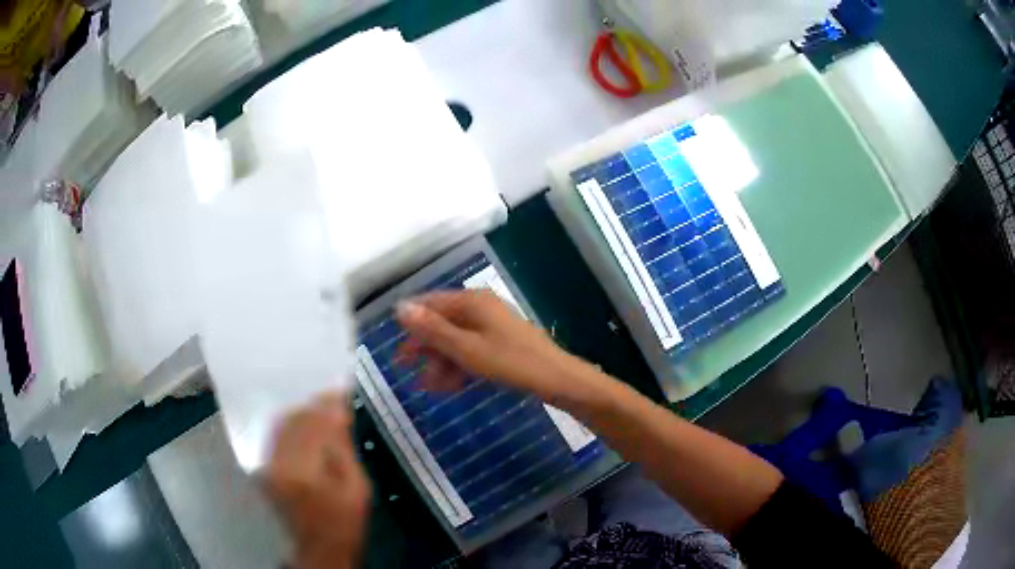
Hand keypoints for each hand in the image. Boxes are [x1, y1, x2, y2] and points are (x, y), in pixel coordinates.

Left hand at [266, 395, 370, 568]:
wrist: (319, 547)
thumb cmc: (345, 522)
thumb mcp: (358, 487)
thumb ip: (343, 447)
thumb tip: (339, 411)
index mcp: (304, 471)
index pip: (312, 424)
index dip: (327, 404)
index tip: (341, 390)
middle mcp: (278, 463)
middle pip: (293, 419)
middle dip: (314, 405)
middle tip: (333, 396)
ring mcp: (268, 464)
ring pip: (282, 423)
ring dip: (301, 412)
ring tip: (321, 408)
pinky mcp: (264, 467)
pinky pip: (276, 435)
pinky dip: (291, 424)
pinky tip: (305, 423)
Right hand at [395, 290, 600, 401]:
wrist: (557, 379)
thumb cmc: (510, 362)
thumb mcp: (466, 349)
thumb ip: (433, 330)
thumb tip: (400, 307)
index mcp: (472, 301)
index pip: (430, 304)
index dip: (410, 325)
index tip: (397, 350)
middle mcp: (480, 307)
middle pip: (442, 323)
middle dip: (425, 348)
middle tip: (406, 371)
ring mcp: (492, 325)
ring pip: (455, 340)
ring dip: (440, 362)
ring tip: (430, 387)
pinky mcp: (500, 342)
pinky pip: (471, 350)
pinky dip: (458, 366)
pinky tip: (449, 386)